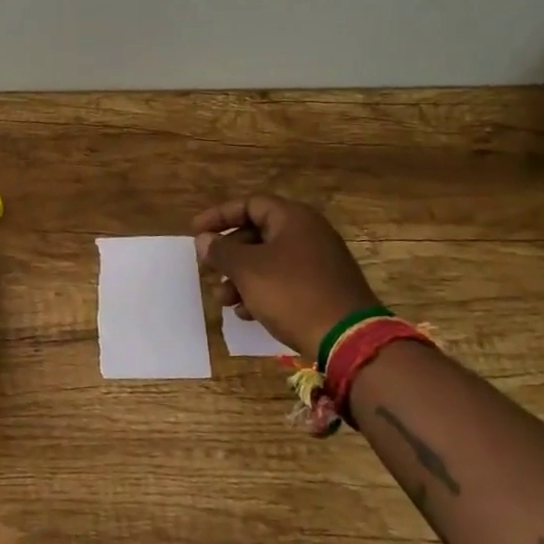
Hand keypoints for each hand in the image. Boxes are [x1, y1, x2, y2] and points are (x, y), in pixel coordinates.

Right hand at [193, 194, 380, 359]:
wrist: (348, 339)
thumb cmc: (292, 293)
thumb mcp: (248, 270)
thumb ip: (221, 251)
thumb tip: (204, 239)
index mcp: (293, 219)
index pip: (249, 204)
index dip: (219, 216)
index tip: (195, 232)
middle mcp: (309, 234)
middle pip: (258, 233)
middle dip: (228, 253)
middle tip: (208, 269)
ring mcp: (319, 263)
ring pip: (269, 261)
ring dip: (241, 277)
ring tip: (223, 299)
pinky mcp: (323, 289)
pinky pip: (284, 281)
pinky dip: (261, 292)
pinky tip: (246, 313)